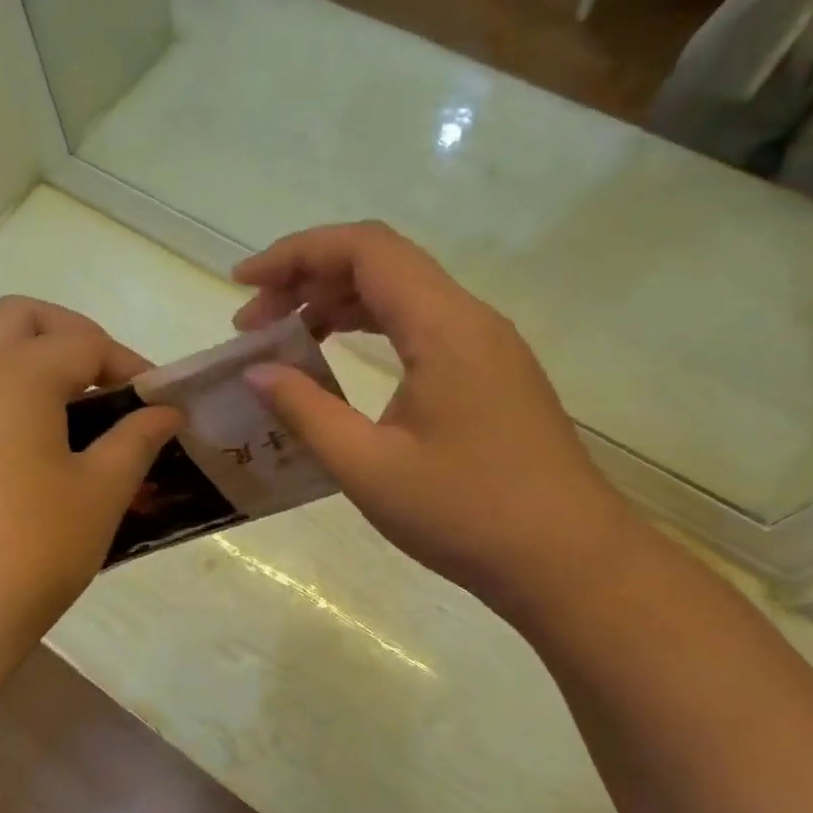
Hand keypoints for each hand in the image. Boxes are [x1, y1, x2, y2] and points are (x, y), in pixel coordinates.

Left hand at [0, 298, 180, 684]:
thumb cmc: (30, 554)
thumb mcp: (100, 495)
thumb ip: (136, 441)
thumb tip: (165, 411)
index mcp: (16, 375)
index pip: (83, 343)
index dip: (126, 363)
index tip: (154, 400)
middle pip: (11, 317)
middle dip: (62, 333)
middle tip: (95, 379)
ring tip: (12, 379)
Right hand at [232, 224, 637, 613]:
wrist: (569, 562)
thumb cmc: (467, 515)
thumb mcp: (370, 468)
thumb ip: (306, 412)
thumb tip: (257, 373)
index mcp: (444, 326)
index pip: (364, 250)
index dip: (295, 254)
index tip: (243, 285)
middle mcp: (469, 319)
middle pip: (380, 263)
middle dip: (307, 280)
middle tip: (252, 325)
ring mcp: (486, 345)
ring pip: (401, 294)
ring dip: (337, 303)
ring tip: (286, 338)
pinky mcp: (490, 373)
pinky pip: (420, 326)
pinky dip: (370, 329)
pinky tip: (339, 361)